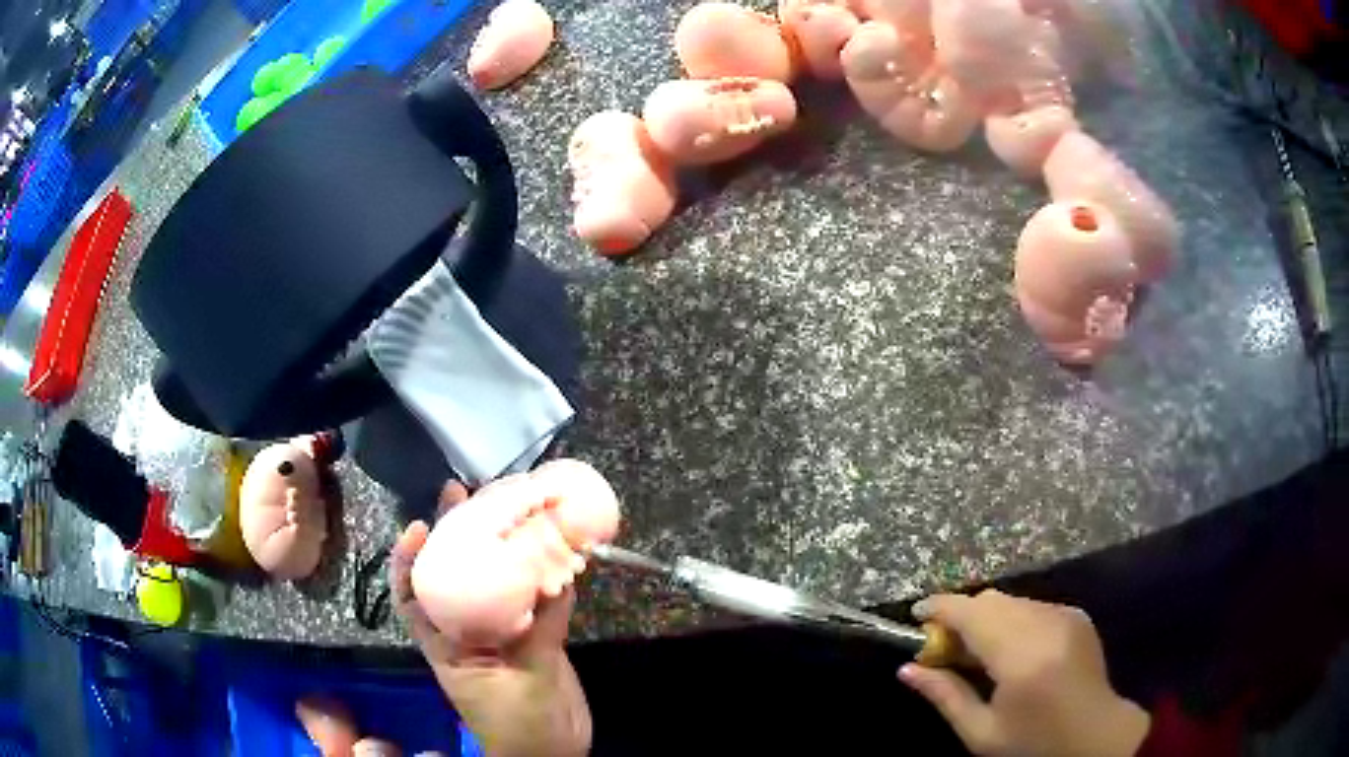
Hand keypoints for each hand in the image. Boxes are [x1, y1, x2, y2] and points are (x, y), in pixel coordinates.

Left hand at [390, 482, 591, 756]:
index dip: (410, 559)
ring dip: (499, 546)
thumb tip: (555, 574)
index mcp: (448, 643)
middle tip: (463, 492)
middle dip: (453, 534)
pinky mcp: (536, 639)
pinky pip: (537, 601)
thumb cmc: (521, 723)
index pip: (414, 595)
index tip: (420, 524)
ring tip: (507, 506)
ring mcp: (503, 633)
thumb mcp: (526, 678)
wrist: (553, 755)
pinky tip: (556, 550)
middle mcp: (469, 630)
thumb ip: (539, 629)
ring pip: (494, 581)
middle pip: (454, 575)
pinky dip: (546, 575)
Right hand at [899, 590, 1149, 756]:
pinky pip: (1031, 606)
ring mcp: (1065, 614)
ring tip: (976, 653)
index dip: (939, 608)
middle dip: (961, 616)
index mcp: (1021, 657)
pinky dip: (1010, 620)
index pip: (972, 614)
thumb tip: (906, 669)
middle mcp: (1046, 623)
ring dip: (986, 618)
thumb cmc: (1033, 743)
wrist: (1096, 735)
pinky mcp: (1075, 614)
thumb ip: (945, 696)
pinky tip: (1009, 651)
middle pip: (990, 600)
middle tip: (943, 649)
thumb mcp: (981, 733)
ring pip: (1010, 601)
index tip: (915, 617)